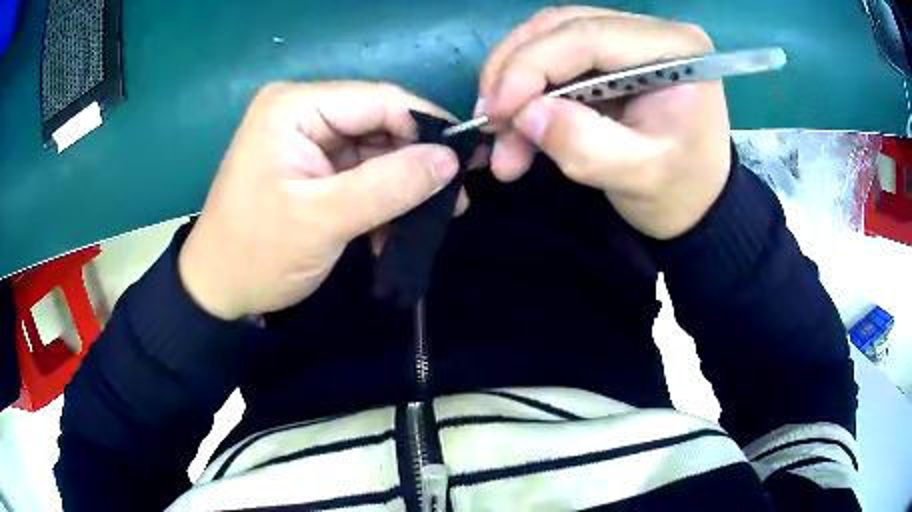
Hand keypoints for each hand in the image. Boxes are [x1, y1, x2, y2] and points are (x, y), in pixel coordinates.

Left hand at [179, 82, 459, 319]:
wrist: (218, 290)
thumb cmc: (256, 253)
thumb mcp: (322, 220)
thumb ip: (389, 185)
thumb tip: (451, 160)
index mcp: (296, 107)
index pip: (379, 99)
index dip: (427, 125)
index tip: (467, 159)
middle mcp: (304, 112)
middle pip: (379, 124)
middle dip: (418, 161)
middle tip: (456, 198)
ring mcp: (308, 141)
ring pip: (375, 151)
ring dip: (404, 186)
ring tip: (438, 217)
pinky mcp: (313, 168)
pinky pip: (361, 174)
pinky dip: (383, 199)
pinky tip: (399, 228)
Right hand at [479, 7, 731, 239]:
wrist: (697, 203)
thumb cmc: (680, 192)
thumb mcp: (639, 177)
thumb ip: (584, 145)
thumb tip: (524, 114)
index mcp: (674, 51)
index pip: (588, 35)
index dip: (531, 66)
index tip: (496, 111)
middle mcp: (650, 32)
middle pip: (560, 27)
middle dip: (514, 72)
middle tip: (490, 121)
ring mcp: (628, 39)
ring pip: (548, 39)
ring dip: (514, 82)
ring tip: (499, 134)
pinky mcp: (610, 55)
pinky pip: (554, 59)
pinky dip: (527, 91)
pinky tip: (517, 126)